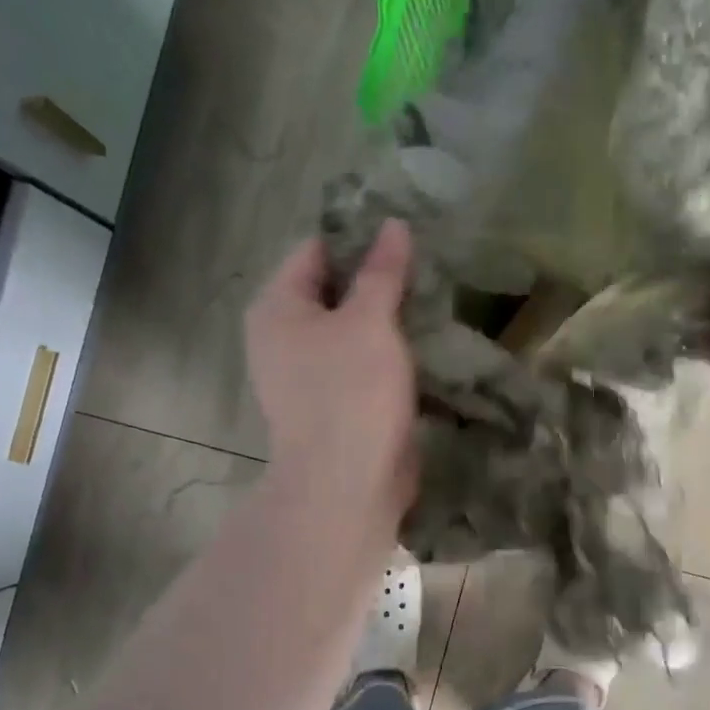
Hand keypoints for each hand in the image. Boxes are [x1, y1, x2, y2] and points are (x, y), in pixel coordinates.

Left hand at [244, 220, 417, 536]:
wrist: (347, 485)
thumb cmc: (351, 392)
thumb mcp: (369, 322)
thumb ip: (381, 272)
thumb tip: (393, 225)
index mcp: (277, 307)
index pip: (316, 251)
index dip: (358, 237)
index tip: (404, 232)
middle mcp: (282, 337)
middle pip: (333, 290)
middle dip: (376, 279)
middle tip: (425, 264)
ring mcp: (306, 374)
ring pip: (350, 329)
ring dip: (386, 317)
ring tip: (431, 298)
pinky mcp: (332, 403)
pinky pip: (359, 363)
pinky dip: (385, 351)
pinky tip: (422, 342)